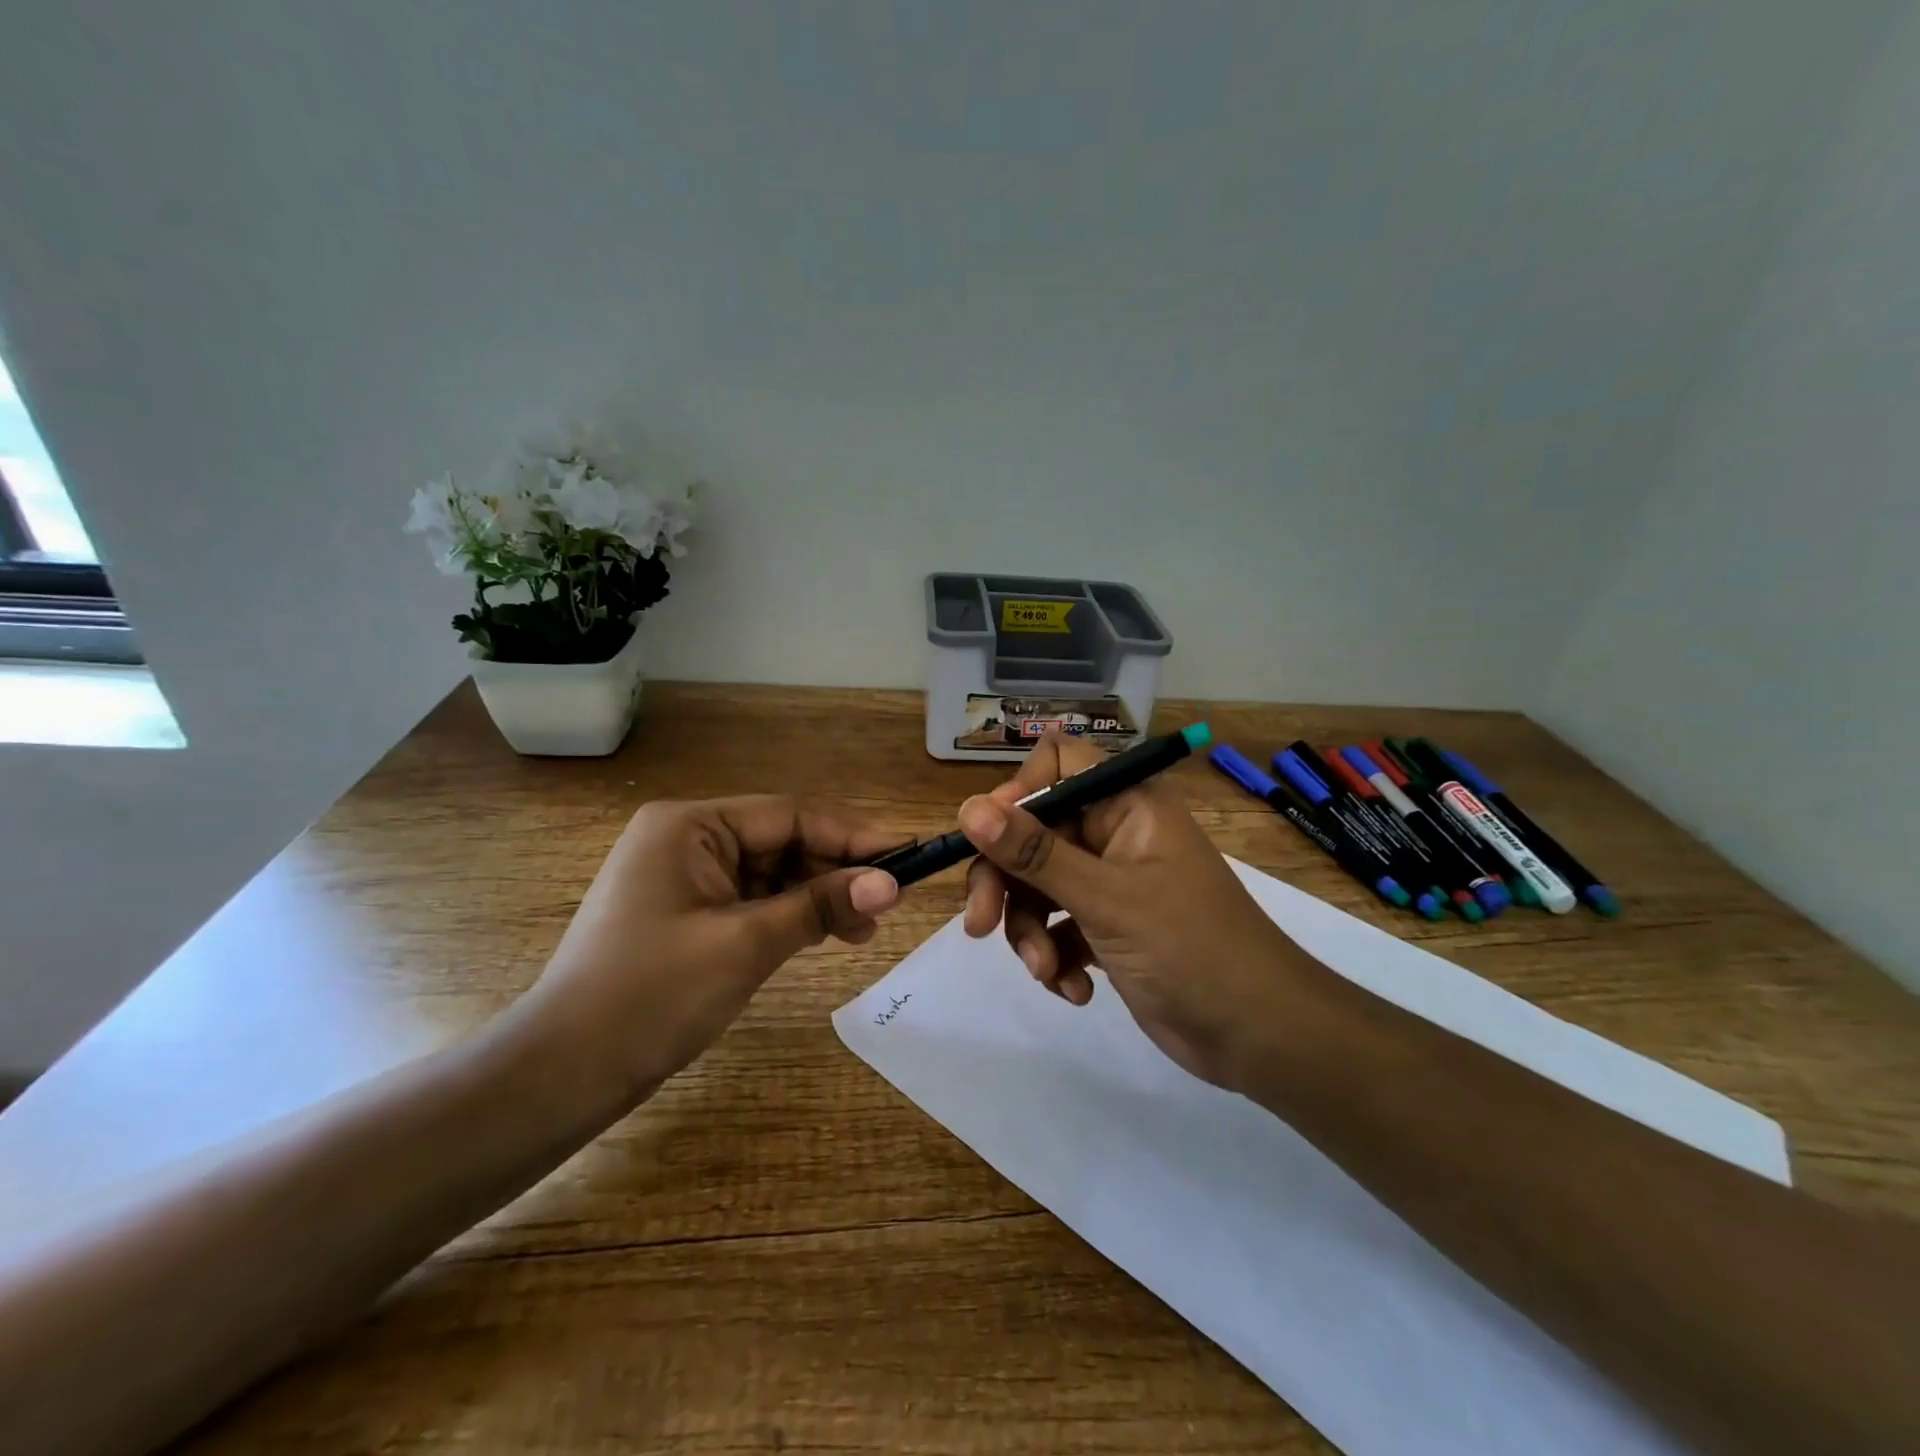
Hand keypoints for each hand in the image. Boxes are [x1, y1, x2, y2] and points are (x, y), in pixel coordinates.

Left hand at [518, 796, 902, 1105]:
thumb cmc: (651, 995)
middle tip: (892, 900)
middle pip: (782, 842)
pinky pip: (753, 900)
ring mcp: (685, 876)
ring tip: (866, 929)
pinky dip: (790, 916)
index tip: (908, 852)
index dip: (852, 835)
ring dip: (818, 896)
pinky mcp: (688, 912)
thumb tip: (892, 884)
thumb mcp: (746, 944)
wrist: (562, 1073)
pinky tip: (828, 934)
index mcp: (690, 825)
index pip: (789, 815)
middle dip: (836, 871)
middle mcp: (687, 838)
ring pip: (772, 873)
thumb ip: (820, 906)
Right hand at [959, 731, 1319, 1088]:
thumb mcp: (1105, 898)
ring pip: (1038, 886)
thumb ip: (1033, 853)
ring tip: (1047, 972)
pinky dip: (1055, 957)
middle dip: (1004, 881)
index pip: (1058, 763)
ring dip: (1030, 931)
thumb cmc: (1190, 948)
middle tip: (979, 925)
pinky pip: (1057, 926)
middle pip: (1033, 833)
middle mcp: (1115, 834)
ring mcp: (1111, 882)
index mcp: (1127, 804)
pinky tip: (1073, 990)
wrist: (1259, 1034)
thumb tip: (967, 808)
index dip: (1016, 792)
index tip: (987, 836)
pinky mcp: (1108, 928)